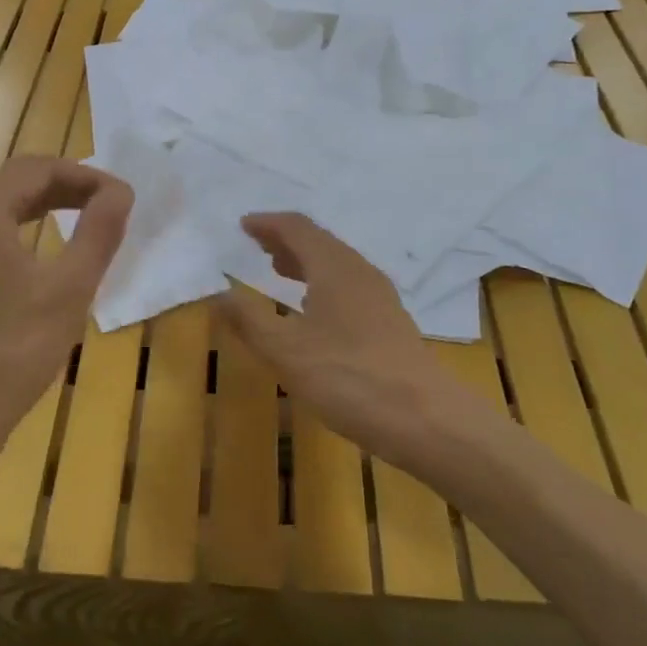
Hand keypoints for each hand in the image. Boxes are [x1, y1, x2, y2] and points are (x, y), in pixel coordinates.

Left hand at [0, 156, 132, 472]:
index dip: (87, 176)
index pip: (40, 167)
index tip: (123, 198)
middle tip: (108, 208)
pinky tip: (39, 253)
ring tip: (82, 222)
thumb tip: (120, 191)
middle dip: (65, 188)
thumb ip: (98, 232)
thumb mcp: (68, 291)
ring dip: (41, 207)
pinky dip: (16, 229)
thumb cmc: (8, 354)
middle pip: (15, 181)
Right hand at [214, 213, 466, 470]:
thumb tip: (219, 293)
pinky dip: (321, 284)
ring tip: (279, 271)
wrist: (427, 422)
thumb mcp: (286, 351)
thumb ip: (249, 320)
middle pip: (320, 242)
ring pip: (336, 264)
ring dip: (305, 262)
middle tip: (257, 245)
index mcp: (334, 267)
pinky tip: (313, 311)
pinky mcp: (390, 323)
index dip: (268, 223)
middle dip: (286, 240)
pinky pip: (348, 286)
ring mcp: (380, 298)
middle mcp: (360, 273)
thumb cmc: (349, 378)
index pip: (298, 228)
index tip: (243, 225)